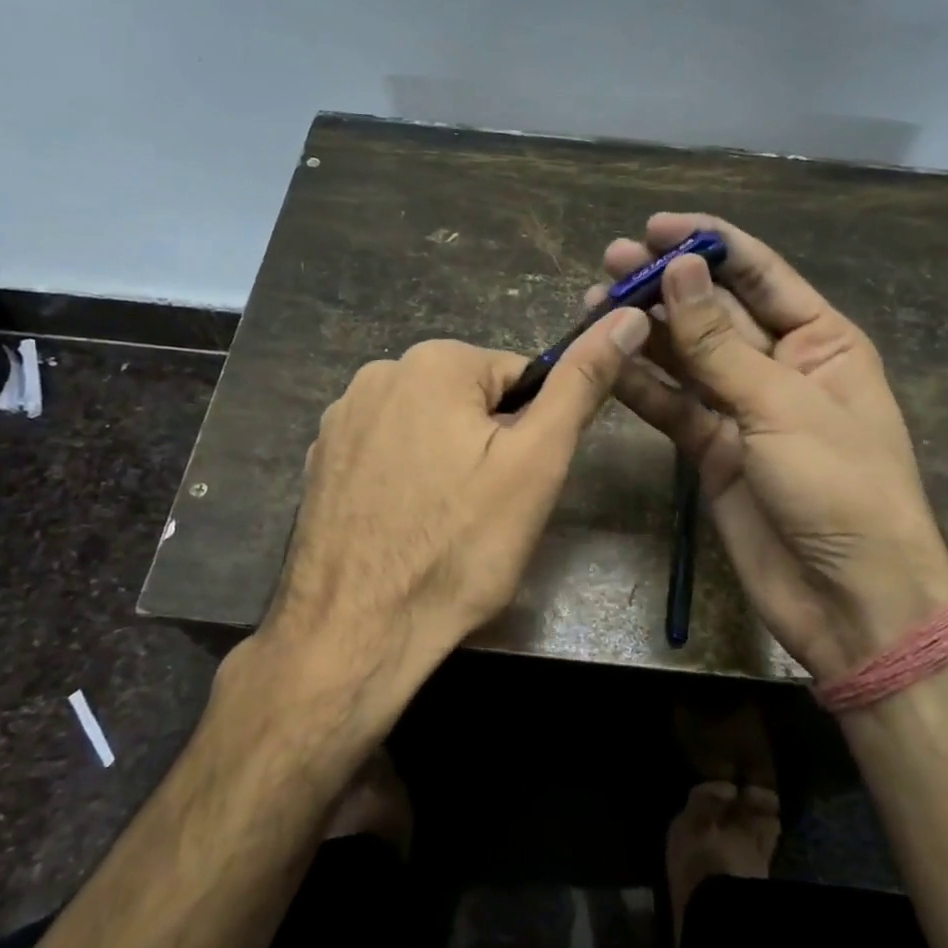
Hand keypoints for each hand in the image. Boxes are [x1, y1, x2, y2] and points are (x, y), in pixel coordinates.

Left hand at [266, 311, 650, 708]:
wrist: (356, 632)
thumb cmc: (459, 547)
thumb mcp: (536, 462)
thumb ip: (581, 384)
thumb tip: (626, 315)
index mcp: (434, 361)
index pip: (519, 378)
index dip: (531, 432)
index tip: (520, 483)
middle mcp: (378, 373)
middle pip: (469, 400)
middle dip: (487, 446)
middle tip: (486, 510)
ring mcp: (340, 418)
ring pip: (428, 427)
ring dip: (446, 463)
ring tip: (445, 524)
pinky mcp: (320, 460)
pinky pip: (387, 453)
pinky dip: (405, 480)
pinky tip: (404, 527)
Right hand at [600, 213, 947, 680]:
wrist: (849, 599)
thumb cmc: (840, 489)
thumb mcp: (782, 406)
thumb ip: (721, 344)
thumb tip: (678, 271)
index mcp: (821, 341)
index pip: (761, 275)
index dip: (710, 244)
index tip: (655, 225)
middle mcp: (779, 367)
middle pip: (715, 312)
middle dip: (666, 284)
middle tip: (610, 259)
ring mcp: (741, 410)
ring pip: (686, 358)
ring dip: (645, 331)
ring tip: (593, 300)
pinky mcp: (710, 451)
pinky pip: (671, 407)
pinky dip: (639, 385)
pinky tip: (604, 359)